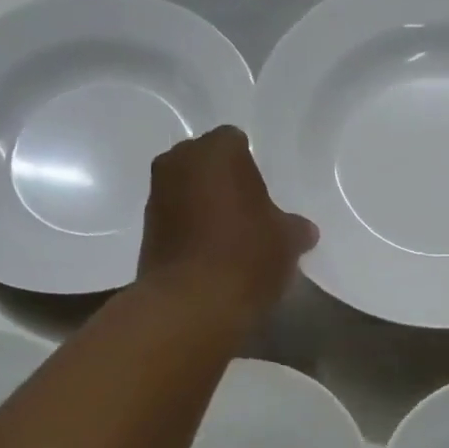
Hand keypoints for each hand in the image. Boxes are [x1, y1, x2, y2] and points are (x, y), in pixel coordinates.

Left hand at [138, 126, 316, 322]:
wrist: (191, 304)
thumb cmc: (246, 256)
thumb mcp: (287, 241)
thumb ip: (295, 228)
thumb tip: (303, 230)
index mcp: (216, 151)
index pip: (236, 142)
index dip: (251, 168)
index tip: (263, 196)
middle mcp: (178, 162)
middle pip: (206, 164)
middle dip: (223, 183)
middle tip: (247, 214)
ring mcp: (156, 196)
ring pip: (187, 191)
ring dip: (203, 207)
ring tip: (229, 240)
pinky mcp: (145, 231)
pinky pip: (175, 221)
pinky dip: (189, 232)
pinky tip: (210, 258)